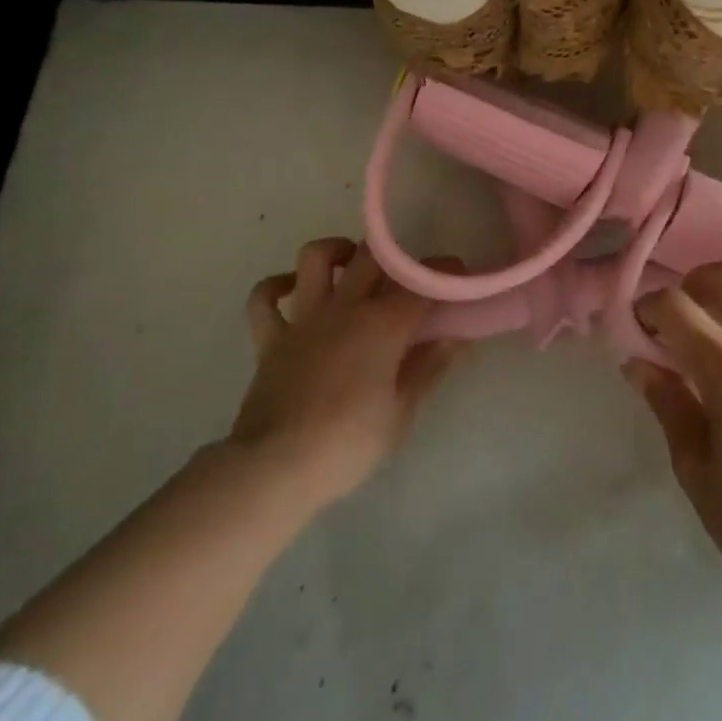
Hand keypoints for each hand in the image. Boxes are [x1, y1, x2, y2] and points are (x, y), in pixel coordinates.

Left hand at [233, 237, 458, 510]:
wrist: (274, 469)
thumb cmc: (347, 444)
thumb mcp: (401, 414)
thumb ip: (428, 369)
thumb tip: (454, 338)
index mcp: (382, 324)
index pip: (422, 282)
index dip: (444, 273)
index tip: (457, 276)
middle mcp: (344, 308)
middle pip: (371, 256)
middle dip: (394, 255)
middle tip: (406, 275)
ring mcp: (304, 319)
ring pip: (314, 258)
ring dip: (335, 251)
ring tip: (350, 264)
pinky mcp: (270, 339)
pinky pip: (264, 299)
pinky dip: (276, 287)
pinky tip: (292, 289)